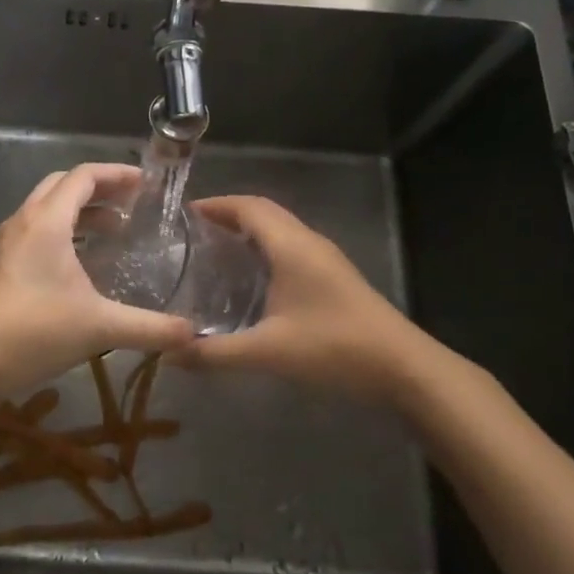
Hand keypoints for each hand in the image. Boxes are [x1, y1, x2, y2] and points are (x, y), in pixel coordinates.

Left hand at [0, 164, 195, 421]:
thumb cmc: (33, 332)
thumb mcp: (100, 327)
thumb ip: (151, 328)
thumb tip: (194, 334)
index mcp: (47, 221)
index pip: (84, 176)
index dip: (117, 174)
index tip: (146, 185)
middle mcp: (23, 221)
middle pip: (62, 186)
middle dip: (99, 190)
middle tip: (132, 207)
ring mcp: (5, 242)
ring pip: (45, 209)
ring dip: (79, 213)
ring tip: (112, 234)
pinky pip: (33, 232)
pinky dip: (61, 233)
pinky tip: (79, 267)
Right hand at [172, 195, 435, 399]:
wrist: (404, 368)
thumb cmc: (334, 348)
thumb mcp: (268, 352)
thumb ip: (215, 353)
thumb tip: (169, 354)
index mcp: (291, 245)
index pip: (248, 207)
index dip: (216, 205)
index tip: (183, 215)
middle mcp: (308, 242)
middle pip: (264, 212)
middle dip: (228, 215)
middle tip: (192, 234)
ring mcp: (325, 259)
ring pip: (280, 230)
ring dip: (248, 232)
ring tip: (214, 252)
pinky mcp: (334, 277)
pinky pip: (291, 247)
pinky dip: (265, 249)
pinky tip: (251, 280)